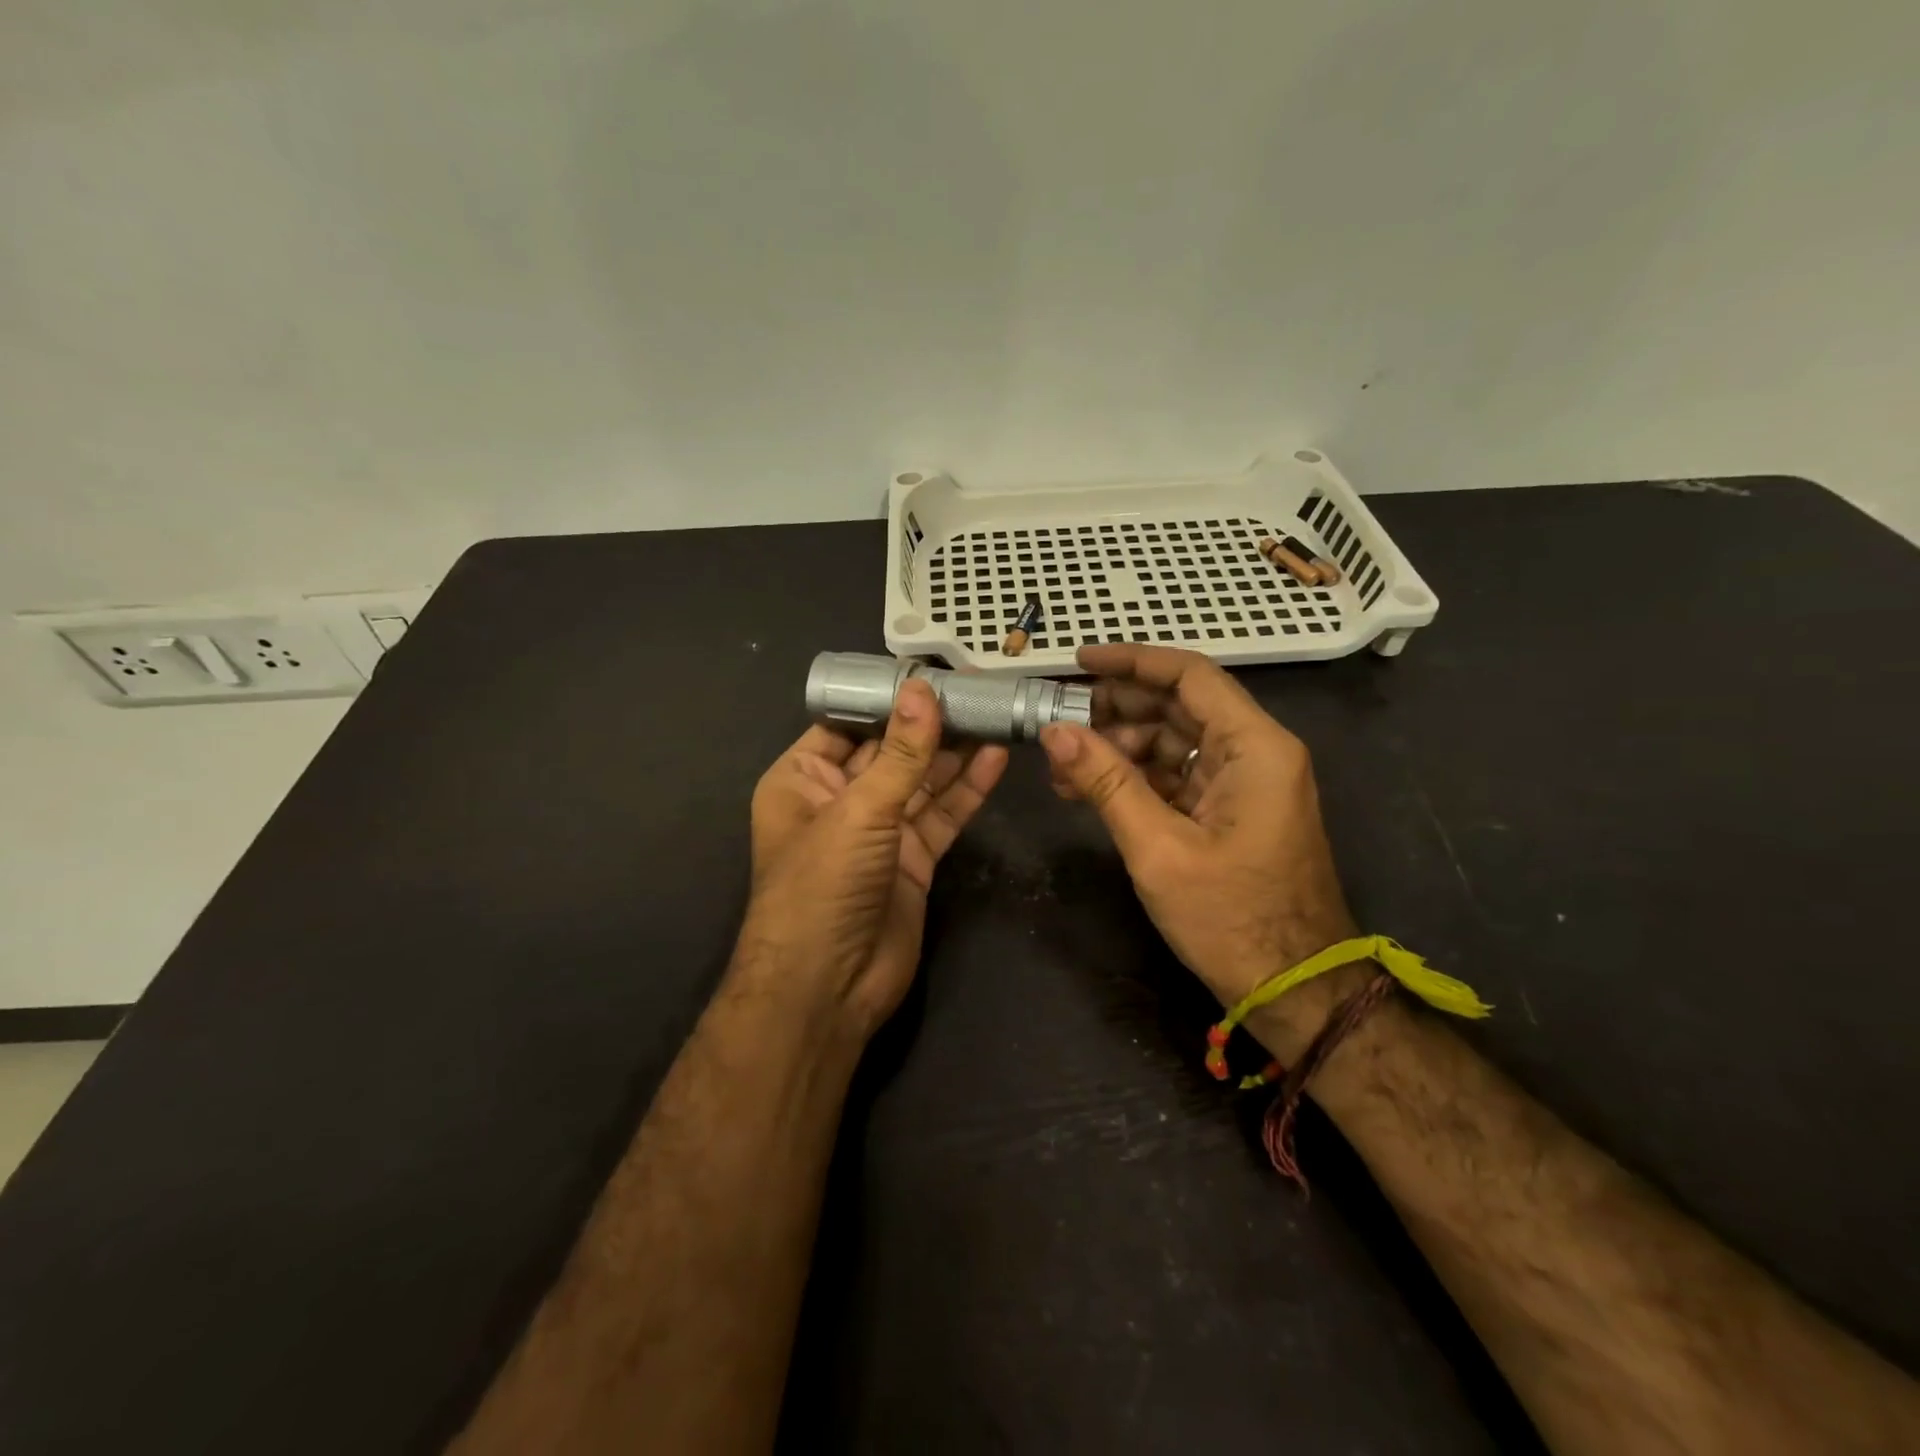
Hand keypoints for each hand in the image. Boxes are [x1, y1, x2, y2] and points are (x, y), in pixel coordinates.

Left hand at [740, 679, 1008, 1037]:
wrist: (827, 988)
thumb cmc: (821, 886)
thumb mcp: (859, 811)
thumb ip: (900, 753)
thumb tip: (923, 690)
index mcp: (802, 779)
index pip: (847, 724)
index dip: (887, 698)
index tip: (930, 671)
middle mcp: (839, 799)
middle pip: (891, 751)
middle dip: (929, 723)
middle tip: (976, 688)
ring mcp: (879, 832)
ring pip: (921, 782)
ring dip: (954, 753)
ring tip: (994, 714)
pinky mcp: (912, 859)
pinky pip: (941, 815)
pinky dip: (966, 790)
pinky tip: (995, 759)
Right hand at [1039, 644, 1360, 1060]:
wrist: (1295, 990)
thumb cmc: (1231, 919)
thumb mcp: (1158, 848)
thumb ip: (1106, 782)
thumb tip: (1053, 731)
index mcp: (1254, 747)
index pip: (1189, 675)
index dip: (1131, 662)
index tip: (1077, 663)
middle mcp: (1256, 751)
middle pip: (1179, 705)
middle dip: (1115, 710)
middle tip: (1058, 724)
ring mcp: (1245, 782)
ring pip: (1174, 740)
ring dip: (1119, 748)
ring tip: (1064, 770)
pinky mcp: (1232, 809)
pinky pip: (1179, 774)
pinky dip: (1137, 777)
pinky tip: (1092, 791)